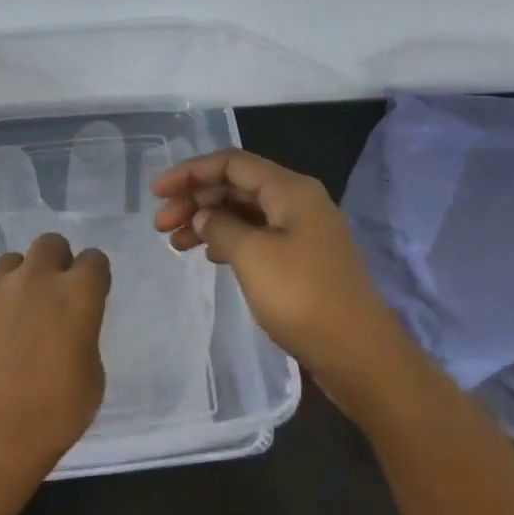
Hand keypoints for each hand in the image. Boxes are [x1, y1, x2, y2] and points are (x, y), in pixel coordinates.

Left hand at [0, 232, 111, 471]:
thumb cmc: (51, 415)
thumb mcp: (91, 378)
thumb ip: (82, 340)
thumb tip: (67, 334)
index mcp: (76, 295)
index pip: (94, 260)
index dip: (94, 275)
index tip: (91, 294)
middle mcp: (34, 280)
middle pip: (49, 244)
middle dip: (56, 261)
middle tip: (53, 295)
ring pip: (9, 263)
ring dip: (18, 280)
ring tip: (15, 315)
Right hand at [152, 148, 413, 402]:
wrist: (357, 352)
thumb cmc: (301, 296)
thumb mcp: (252, 256)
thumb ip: (220, 227)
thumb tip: (205, 217)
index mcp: (290, 189)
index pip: (231, 163)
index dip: (190, 172)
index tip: (156, 193)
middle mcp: (298, 202)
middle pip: (237, 186)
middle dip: (196, 199)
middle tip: (161, 226)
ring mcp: (303, 232)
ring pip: (245, 213)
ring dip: (208, 222)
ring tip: (175, 244)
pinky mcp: (302, 260)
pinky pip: (257, 237)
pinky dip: (228, 241)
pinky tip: (209, 256)